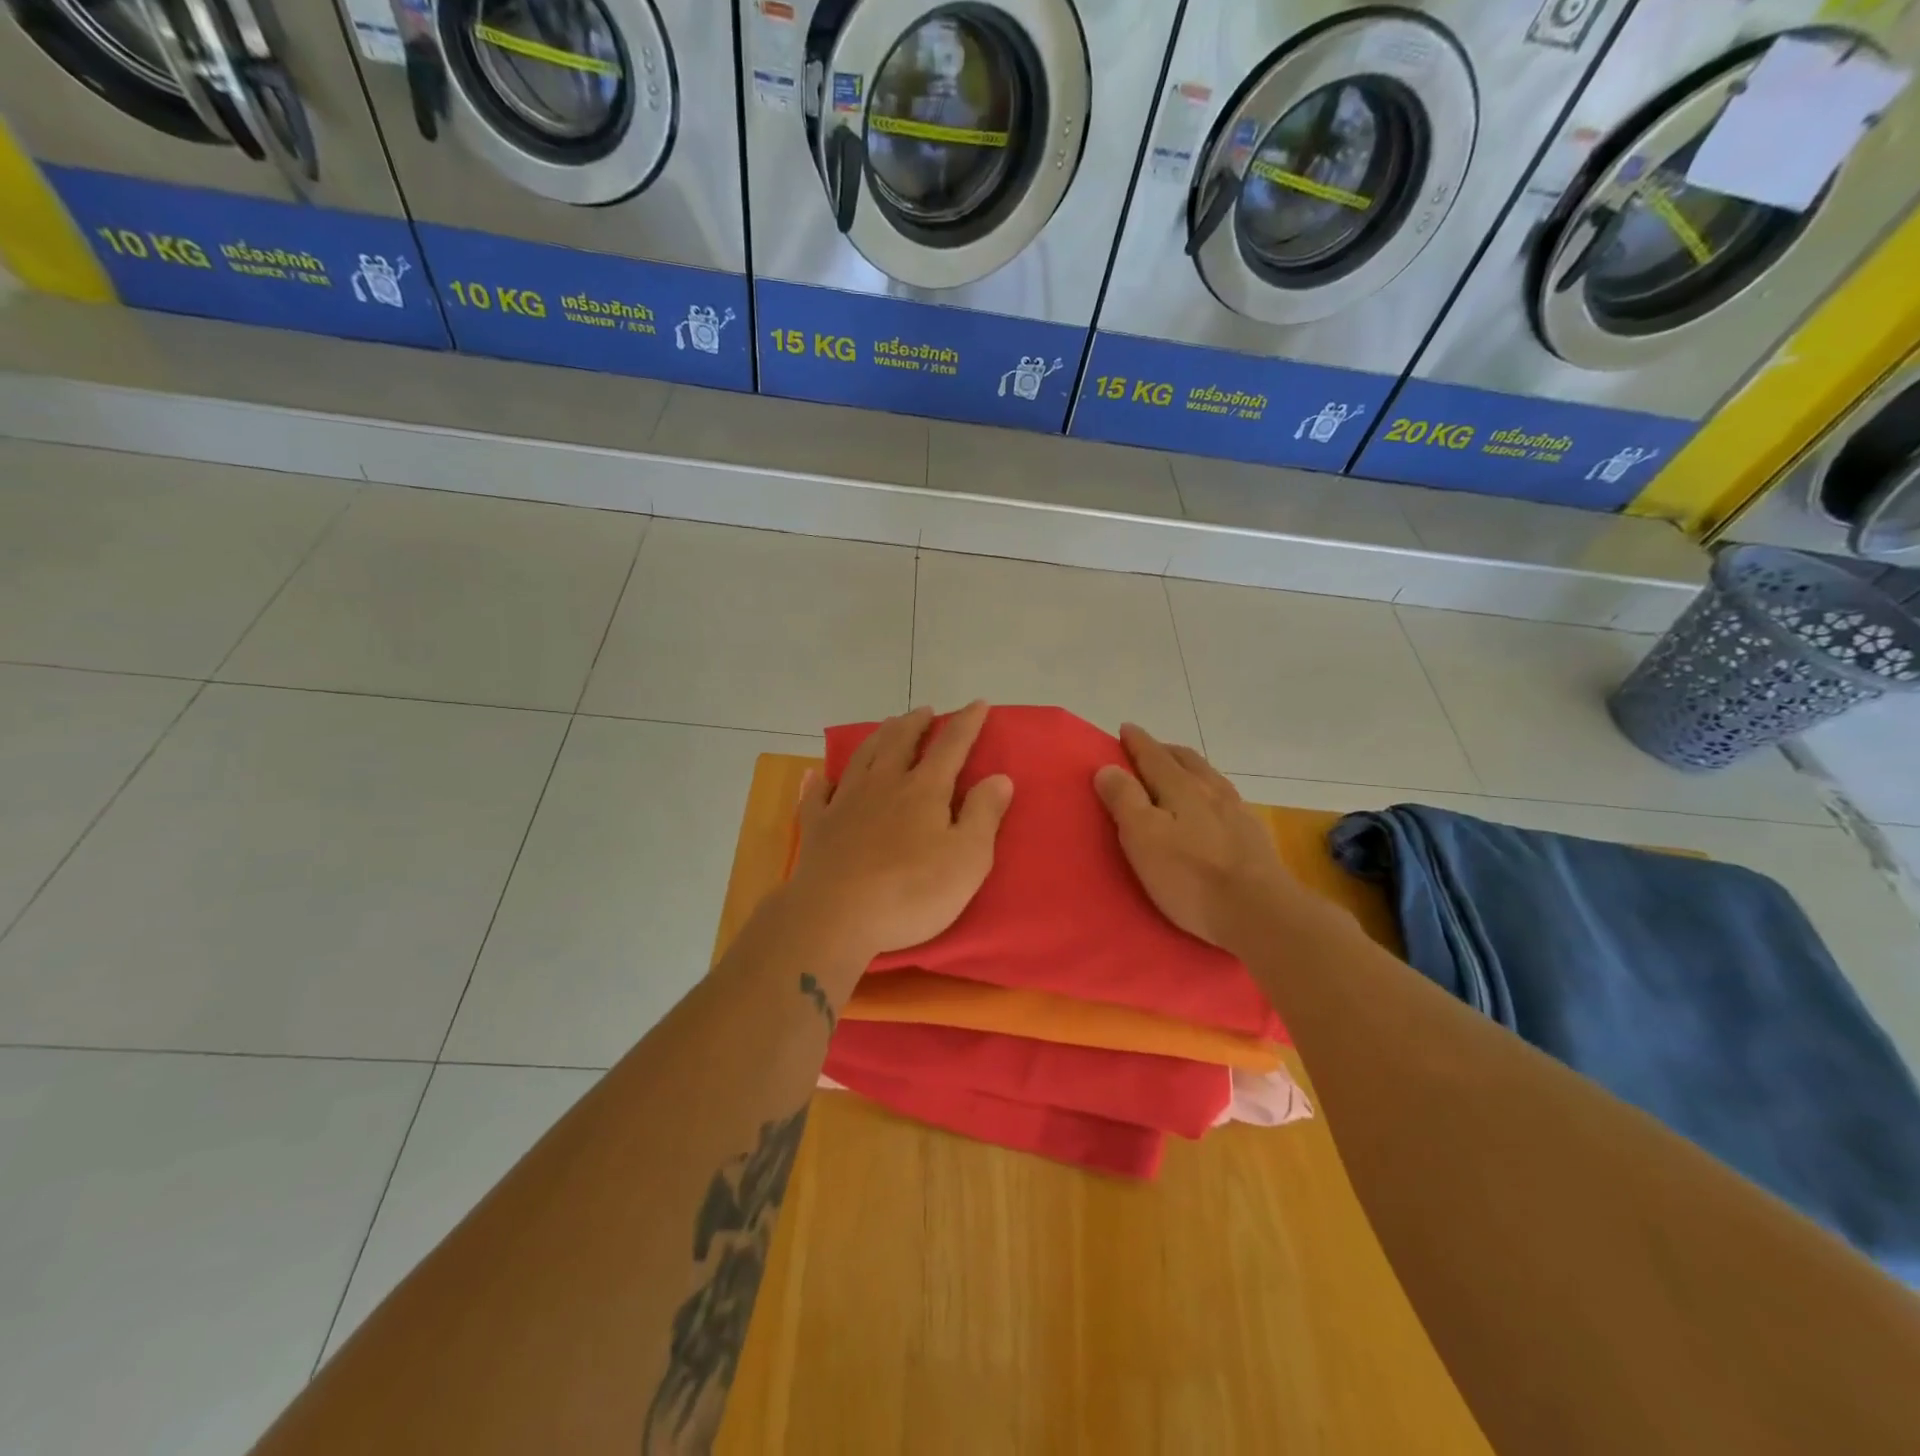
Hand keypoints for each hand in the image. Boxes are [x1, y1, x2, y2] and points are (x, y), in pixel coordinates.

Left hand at [786, 701, 1013, 963]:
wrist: (835, 916)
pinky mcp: (817, 826)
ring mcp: (845, 802)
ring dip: (878, 737)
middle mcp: (883, 784)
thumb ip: (984, 815)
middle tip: (925, 711)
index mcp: (924, 790)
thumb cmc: (911, 892)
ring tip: (887, 726)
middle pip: (900, 742)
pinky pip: (817, 795)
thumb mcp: (967, 859)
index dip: (966, 724)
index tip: (978, 704)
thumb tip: (999, 777)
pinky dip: (820, 781)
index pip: (951, 746)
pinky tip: (818, 775)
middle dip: (916, 723)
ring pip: (862, 757)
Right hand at [1094, 723, 1295, 952]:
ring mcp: (1237, 812)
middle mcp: (1211, 790)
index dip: (1137, 742)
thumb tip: (1108, 767)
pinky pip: (1225, 800)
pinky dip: (1208, 792)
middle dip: (1164, 751)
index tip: (1125, 729)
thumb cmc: (1191, 875)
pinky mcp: (1253, 836)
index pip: (1154, 755)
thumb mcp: (1143, 837)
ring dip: (1189, 769)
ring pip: (1208, 777)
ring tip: (1177, 775)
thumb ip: (1124, 800)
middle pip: (1186, 760)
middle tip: (1148, 750)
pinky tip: (1210, 808)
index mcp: (1181, 787)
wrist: (1260, 912)